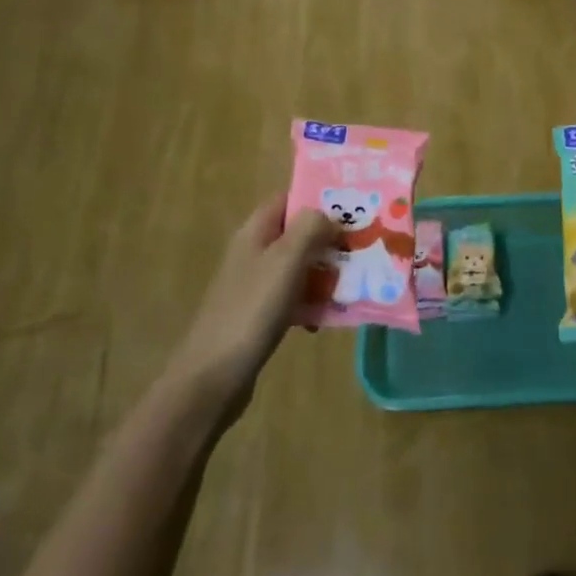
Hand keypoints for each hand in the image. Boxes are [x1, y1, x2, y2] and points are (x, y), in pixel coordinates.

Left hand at [166, 197, 338, 414]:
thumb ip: (310, 228)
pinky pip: (294, 296)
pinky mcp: (259, 315)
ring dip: (325, 271)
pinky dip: (312, 301)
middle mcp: (253, 252)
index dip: (318, 198)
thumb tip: (329, 216)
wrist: (212, 377)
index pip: (288, 198)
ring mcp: (255, 285)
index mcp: (255, 232)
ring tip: (355, 280)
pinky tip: (328, 317)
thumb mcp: (285, 260)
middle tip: (364, 245)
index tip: (354, 206)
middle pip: (297, 233)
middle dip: (329, 238)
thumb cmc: (251, 310)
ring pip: (299, 266)